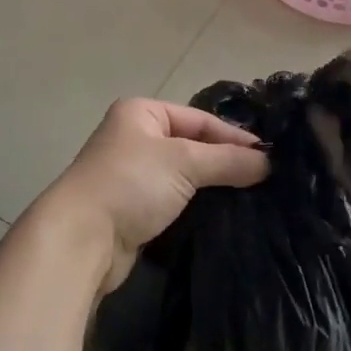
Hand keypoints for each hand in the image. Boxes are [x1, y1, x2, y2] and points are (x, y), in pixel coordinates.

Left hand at [32, 98, 269, 296]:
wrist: (82, 238)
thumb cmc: (131, 184)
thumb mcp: (184, 162)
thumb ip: (228, 160)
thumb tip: (269, 162)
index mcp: (141, 113)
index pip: (199, 119)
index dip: (234, 137)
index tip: (268, 157)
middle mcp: (135, 137)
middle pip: (192, 145)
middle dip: (225, 161)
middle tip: (265, 179)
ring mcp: (132, 174)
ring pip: (184, 175)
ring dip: (212, 186)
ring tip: (251, 198)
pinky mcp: (133, 208)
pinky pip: (174, 200)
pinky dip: (196, 205)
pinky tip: (222, 215)